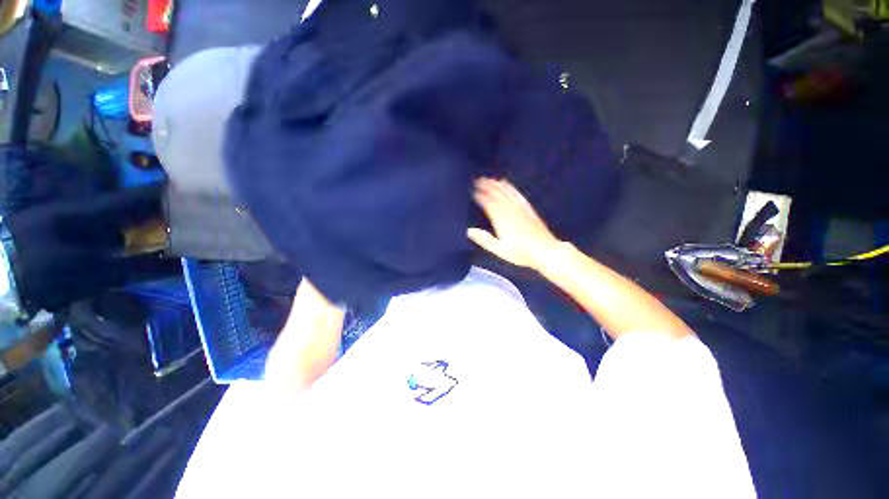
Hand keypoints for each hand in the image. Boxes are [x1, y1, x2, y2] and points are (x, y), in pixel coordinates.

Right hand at [468, 178, 560, 269]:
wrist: (545, 251)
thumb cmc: (521, 252)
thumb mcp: (499, 249)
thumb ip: (484, 239)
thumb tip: (469, 231)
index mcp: (501, 218)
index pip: (487, 202)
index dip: (479, 195)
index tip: (471, 190)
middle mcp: (510, 210)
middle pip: (496, 194)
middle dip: (486, 186)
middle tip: (478, 179)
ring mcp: (520, 208)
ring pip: (506, 192)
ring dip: (497, 184)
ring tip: (489, 179)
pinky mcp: (528, 208)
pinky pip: (517, 194)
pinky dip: (510, 187)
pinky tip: (507, 184)